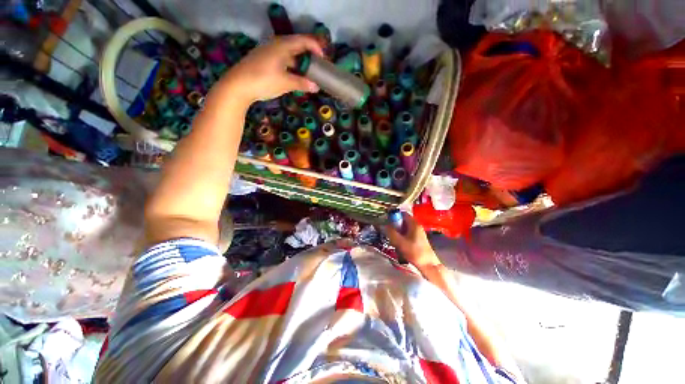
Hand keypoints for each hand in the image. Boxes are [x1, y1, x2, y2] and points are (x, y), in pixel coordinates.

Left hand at [216, 35, 322, 103]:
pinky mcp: (263, 59)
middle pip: (296, 45)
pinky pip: (281, 59)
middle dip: (308, 55)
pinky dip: (290, 65)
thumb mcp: (286, 83)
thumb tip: (316, 87)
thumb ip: (302, 83)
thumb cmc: (264, 81)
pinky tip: (292, 75)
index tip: (324, 60)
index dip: (316, 48)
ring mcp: (268, 51)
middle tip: (316, 67)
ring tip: (307, 74)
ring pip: (288, 53)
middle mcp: (275, 44)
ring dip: (299, 62)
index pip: (304, 40)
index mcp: (283, 45)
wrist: (237, 85)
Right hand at [382, 212, 441, 270]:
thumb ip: (391, 232)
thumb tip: (384, 225)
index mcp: (414, 224)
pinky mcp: (418, 239)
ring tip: (393, 239)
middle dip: (394, 225)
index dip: (394, 215)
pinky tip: (399, 244)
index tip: (387, 221)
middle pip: (402, 220)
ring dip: (397, 232)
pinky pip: (407, 233)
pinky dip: (401, 236)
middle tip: (388, 232)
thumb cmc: (414, 252)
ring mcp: (418, 232)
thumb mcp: (400, 242)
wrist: (428, 265)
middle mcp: (416, 226)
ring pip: (404, 228)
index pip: (402, 213)